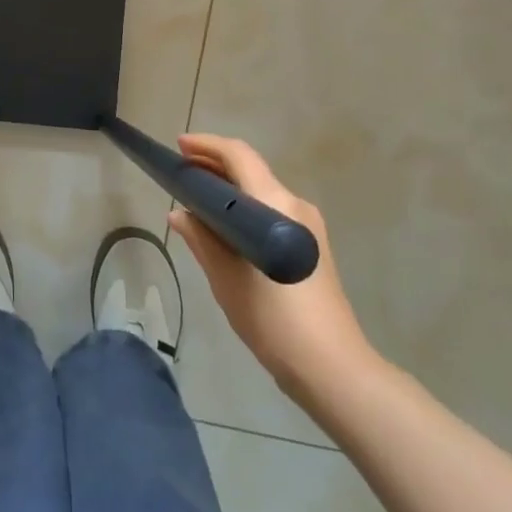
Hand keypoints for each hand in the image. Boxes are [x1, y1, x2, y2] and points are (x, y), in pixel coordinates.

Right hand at [172, 134, 377, 406]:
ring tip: (196, 198)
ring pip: (262, 190)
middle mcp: (295, 205)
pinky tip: (224, 226)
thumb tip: (179, 213)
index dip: (207, 146)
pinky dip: (245, 207)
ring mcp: (308, 224)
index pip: (239, 156)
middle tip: (182, 171)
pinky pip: (272, 210)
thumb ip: (202, 239)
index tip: (179, 147)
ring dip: (230, 187)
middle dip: (215, 165)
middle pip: (251, 170)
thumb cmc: (273, 320)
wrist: (332, 366)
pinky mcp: (312, 243)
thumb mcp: (226, 279)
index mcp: (274, 205)